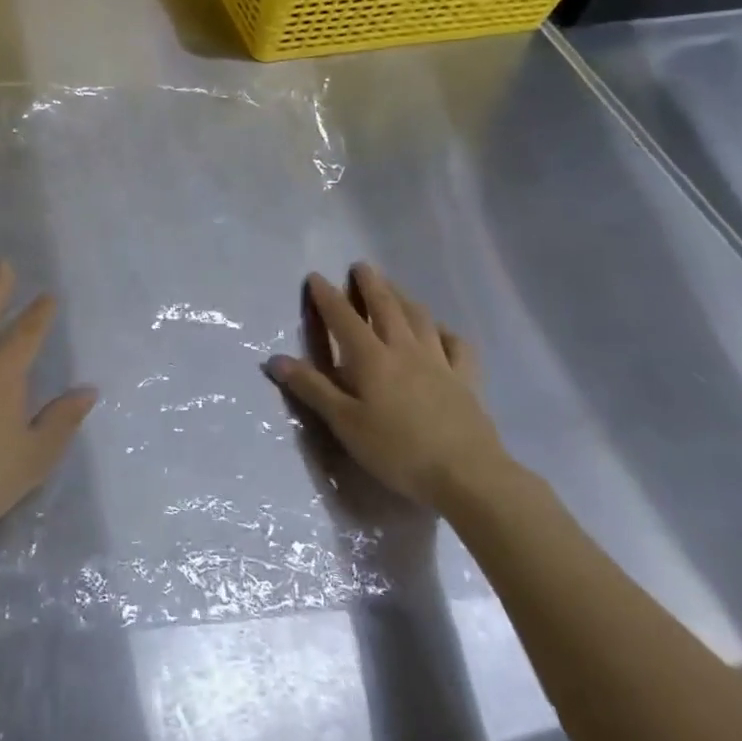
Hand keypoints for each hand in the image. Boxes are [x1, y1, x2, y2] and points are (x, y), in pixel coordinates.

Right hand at [264, 264, 514, 510]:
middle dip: (369, 284)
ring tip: (393, 287)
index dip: (327, 296)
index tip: (316, 277)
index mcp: (371, 358)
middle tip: (360, 266)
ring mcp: (439, 361)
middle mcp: (404, 349)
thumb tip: (275, 359)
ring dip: (403, 297)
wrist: (466, 474)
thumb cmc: (397, 450)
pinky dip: (445, 332)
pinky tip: (440, 331)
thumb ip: (312, 388)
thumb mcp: (345, 423)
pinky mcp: (466, 379)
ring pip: (419, 318)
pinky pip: (457, 345)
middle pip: (385, 306)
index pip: (343, 318)